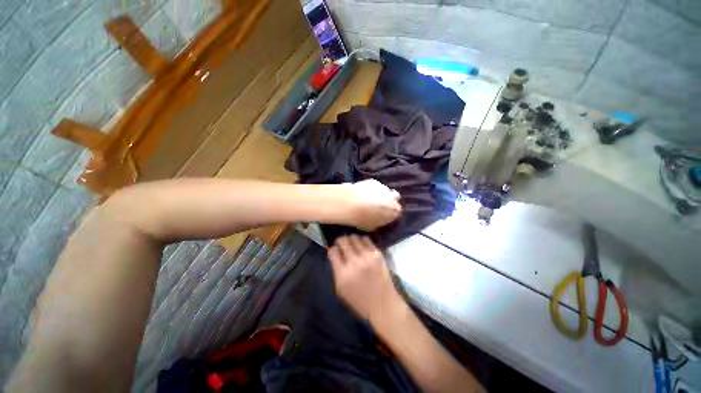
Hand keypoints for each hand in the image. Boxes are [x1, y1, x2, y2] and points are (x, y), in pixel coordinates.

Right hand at [328, 235, 402, 321]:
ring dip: (350, 240)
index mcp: (343, 273)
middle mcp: (354, 262)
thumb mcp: (340, 290)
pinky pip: (366, 239)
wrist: (383, 304)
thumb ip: (335, 270)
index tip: (334, 251)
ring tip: (351, 243)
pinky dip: (361, 240)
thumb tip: (334, 254)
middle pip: (343, 241)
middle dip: (339, 241)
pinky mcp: (377, 254)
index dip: (332, 250)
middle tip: (340, 244)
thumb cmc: (359, 301)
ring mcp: (367, 256)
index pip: (333, 252)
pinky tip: (361, 245)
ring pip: (354, 238)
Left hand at [338, 179, 401, 230]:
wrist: (351, 203)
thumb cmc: (362, 219)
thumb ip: (378, 223)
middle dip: (390, 199)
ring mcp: (383, 188)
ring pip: (385, 190)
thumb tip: (376, 222)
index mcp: (394, 211)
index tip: (384, 214)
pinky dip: (371, 188)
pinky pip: (375, 185)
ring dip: (380, 193)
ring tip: (369, 198)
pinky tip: (362, 192)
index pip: (397, 212)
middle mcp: (392, 198)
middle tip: (380, 204)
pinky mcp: (374, 181)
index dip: (391, 213)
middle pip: (395, 197)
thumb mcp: (371, 227)